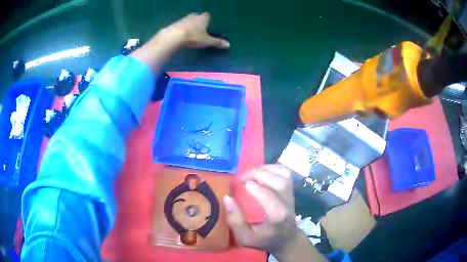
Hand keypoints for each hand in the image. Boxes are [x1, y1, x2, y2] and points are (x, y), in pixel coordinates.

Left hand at [163, 12, 229, 48]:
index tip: (208, 24)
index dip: (208, 19)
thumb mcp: (207, 41)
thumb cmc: (193, 37)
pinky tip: (180, 34)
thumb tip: (228, 45)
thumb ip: (217, 42)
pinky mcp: (174, 24)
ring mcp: (183, 19)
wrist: (174, 36)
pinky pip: (179, 25)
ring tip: (189, 32)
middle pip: (197, 16)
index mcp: (203, 18)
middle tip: (199, 28)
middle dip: (198, 20)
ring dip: (189, 23)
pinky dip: (181, 28)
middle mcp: (193, 16)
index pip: (207, 15)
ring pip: (187, 19)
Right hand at [224, 165, 327, 261]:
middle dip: (258, 175)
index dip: (256, 189)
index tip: (242, 184)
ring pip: (283, 174)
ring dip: (264, 169)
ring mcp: (291, 194)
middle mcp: (287, 202)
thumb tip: (227, 198)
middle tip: (241, 178)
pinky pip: (284, 172)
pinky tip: (261, 172)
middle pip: (278, 182)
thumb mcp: (246, 238)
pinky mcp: (291, 189)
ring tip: (250, 174)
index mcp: (277, 217)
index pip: (270, 198)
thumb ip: (236, 221)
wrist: (287, 238)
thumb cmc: (265, 239)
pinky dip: (272, 167)